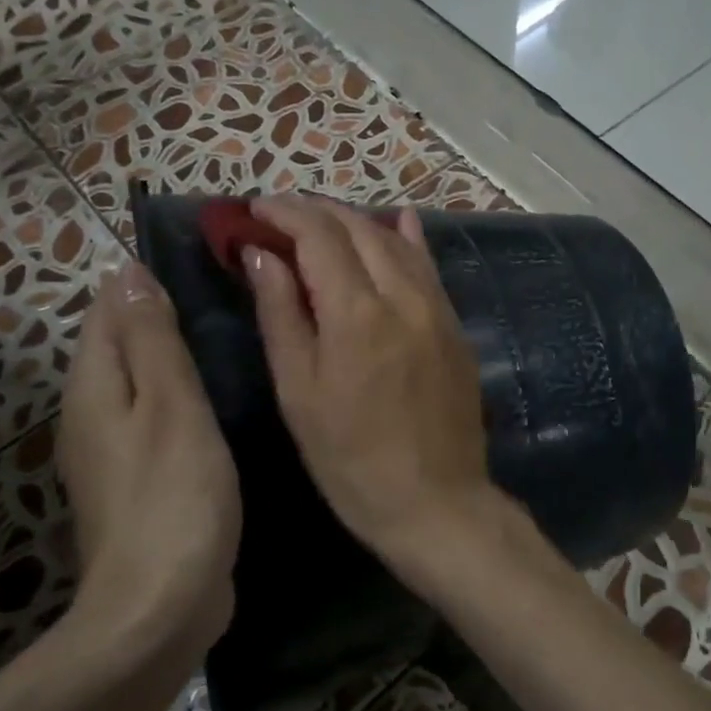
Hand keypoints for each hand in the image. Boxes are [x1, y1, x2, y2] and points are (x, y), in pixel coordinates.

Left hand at [56, 259, 240, 674]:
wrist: (160, 606)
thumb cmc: (173, 496)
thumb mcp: (171, 406)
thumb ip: (151, 340)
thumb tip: (128, 272)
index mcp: (94, 387)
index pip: (108, 310)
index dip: (144, 280)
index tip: (203, 263)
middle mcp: (91, 414)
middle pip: (119, 344)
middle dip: (159, 315)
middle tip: (228, 296)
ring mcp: (112, 454)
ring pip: (140, 383)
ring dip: (173, 357)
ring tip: (229, 338)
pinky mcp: (139, 484)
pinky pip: (156, 419)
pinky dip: (181, 399)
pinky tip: (220, 401)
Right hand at [242, 196, 497, 583]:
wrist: (436, 502)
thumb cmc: (351, 459)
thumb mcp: (299, 393)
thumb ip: (281, 315)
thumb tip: (260, 255)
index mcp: (357, 313)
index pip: (318, 236)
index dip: (283, 214)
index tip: (254, 208)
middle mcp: (403, 297)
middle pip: (358, 229)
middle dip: (316, 211)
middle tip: (280, 214)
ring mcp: (437, 309)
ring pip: (396, 242)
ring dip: (356, 221)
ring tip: (322, 220)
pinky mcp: (455, 326)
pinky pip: (429, 267)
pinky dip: (406, 240)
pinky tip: (399, 222)